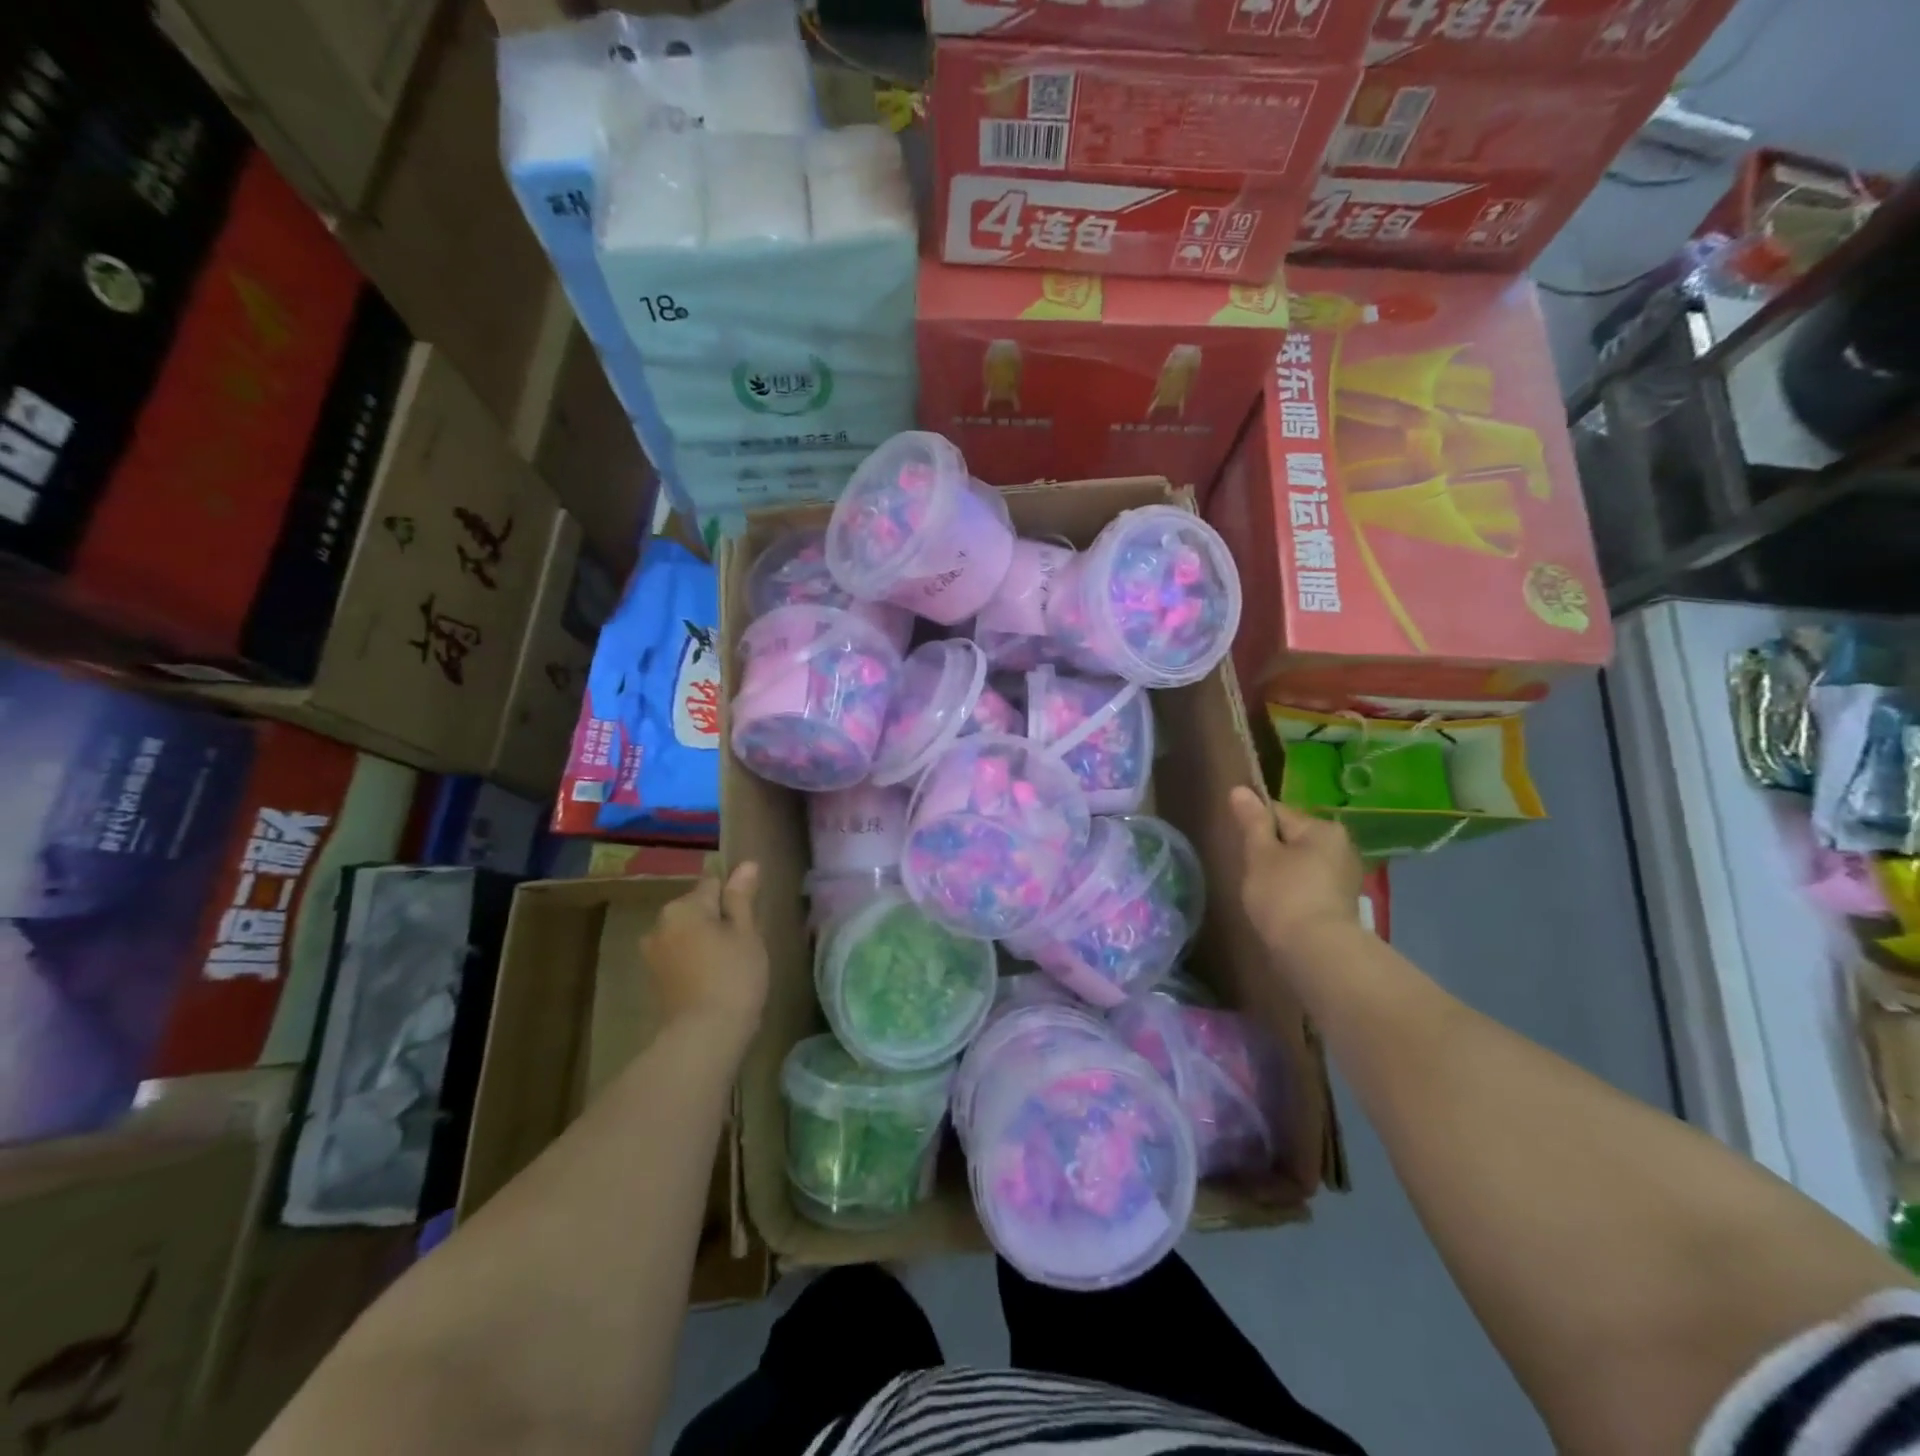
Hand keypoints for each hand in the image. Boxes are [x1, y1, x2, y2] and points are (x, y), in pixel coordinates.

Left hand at [642, 864, 767, 1037]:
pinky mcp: (654, 981)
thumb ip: (742, 897)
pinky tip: (713, 982)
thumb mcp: (746, 933)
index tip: (750, 921)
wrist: (703, 1037)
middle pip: (696, 909)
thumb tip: (746, 864)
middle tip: (744, 946)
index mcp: (683, 907)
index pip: (713, 884)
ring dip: (704, 942)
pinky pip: (679, 958)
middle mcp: (660, 924)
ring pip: (687, 935)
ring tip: (730, 966)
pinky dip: (694, 963)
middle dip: (717, 920)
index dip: (734, 899)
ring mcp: (653, 954)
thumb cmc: (733, 976)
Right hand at [1229, 788, 1363, 952]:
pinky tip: (1282, 908)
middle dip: (1271, 851)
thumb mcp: (1259, 853)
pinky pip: (1311, 885)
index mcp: (1323, 828)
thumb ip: (1252, 821)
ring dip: (1283, 873)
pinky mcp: (1343, 904)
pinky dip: (1295, 892)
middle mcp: (1342, 846)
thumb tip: (1241, 789)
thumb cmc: (1283, 894)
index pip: (1279, 812)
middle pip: (1293, 838)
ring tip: (1264, 894)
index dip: (1255, 826)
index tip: (1241, 847)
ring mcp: (1346, 876)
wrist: (1317, 951)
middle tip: (1251, 873)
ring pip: (1302, 863)